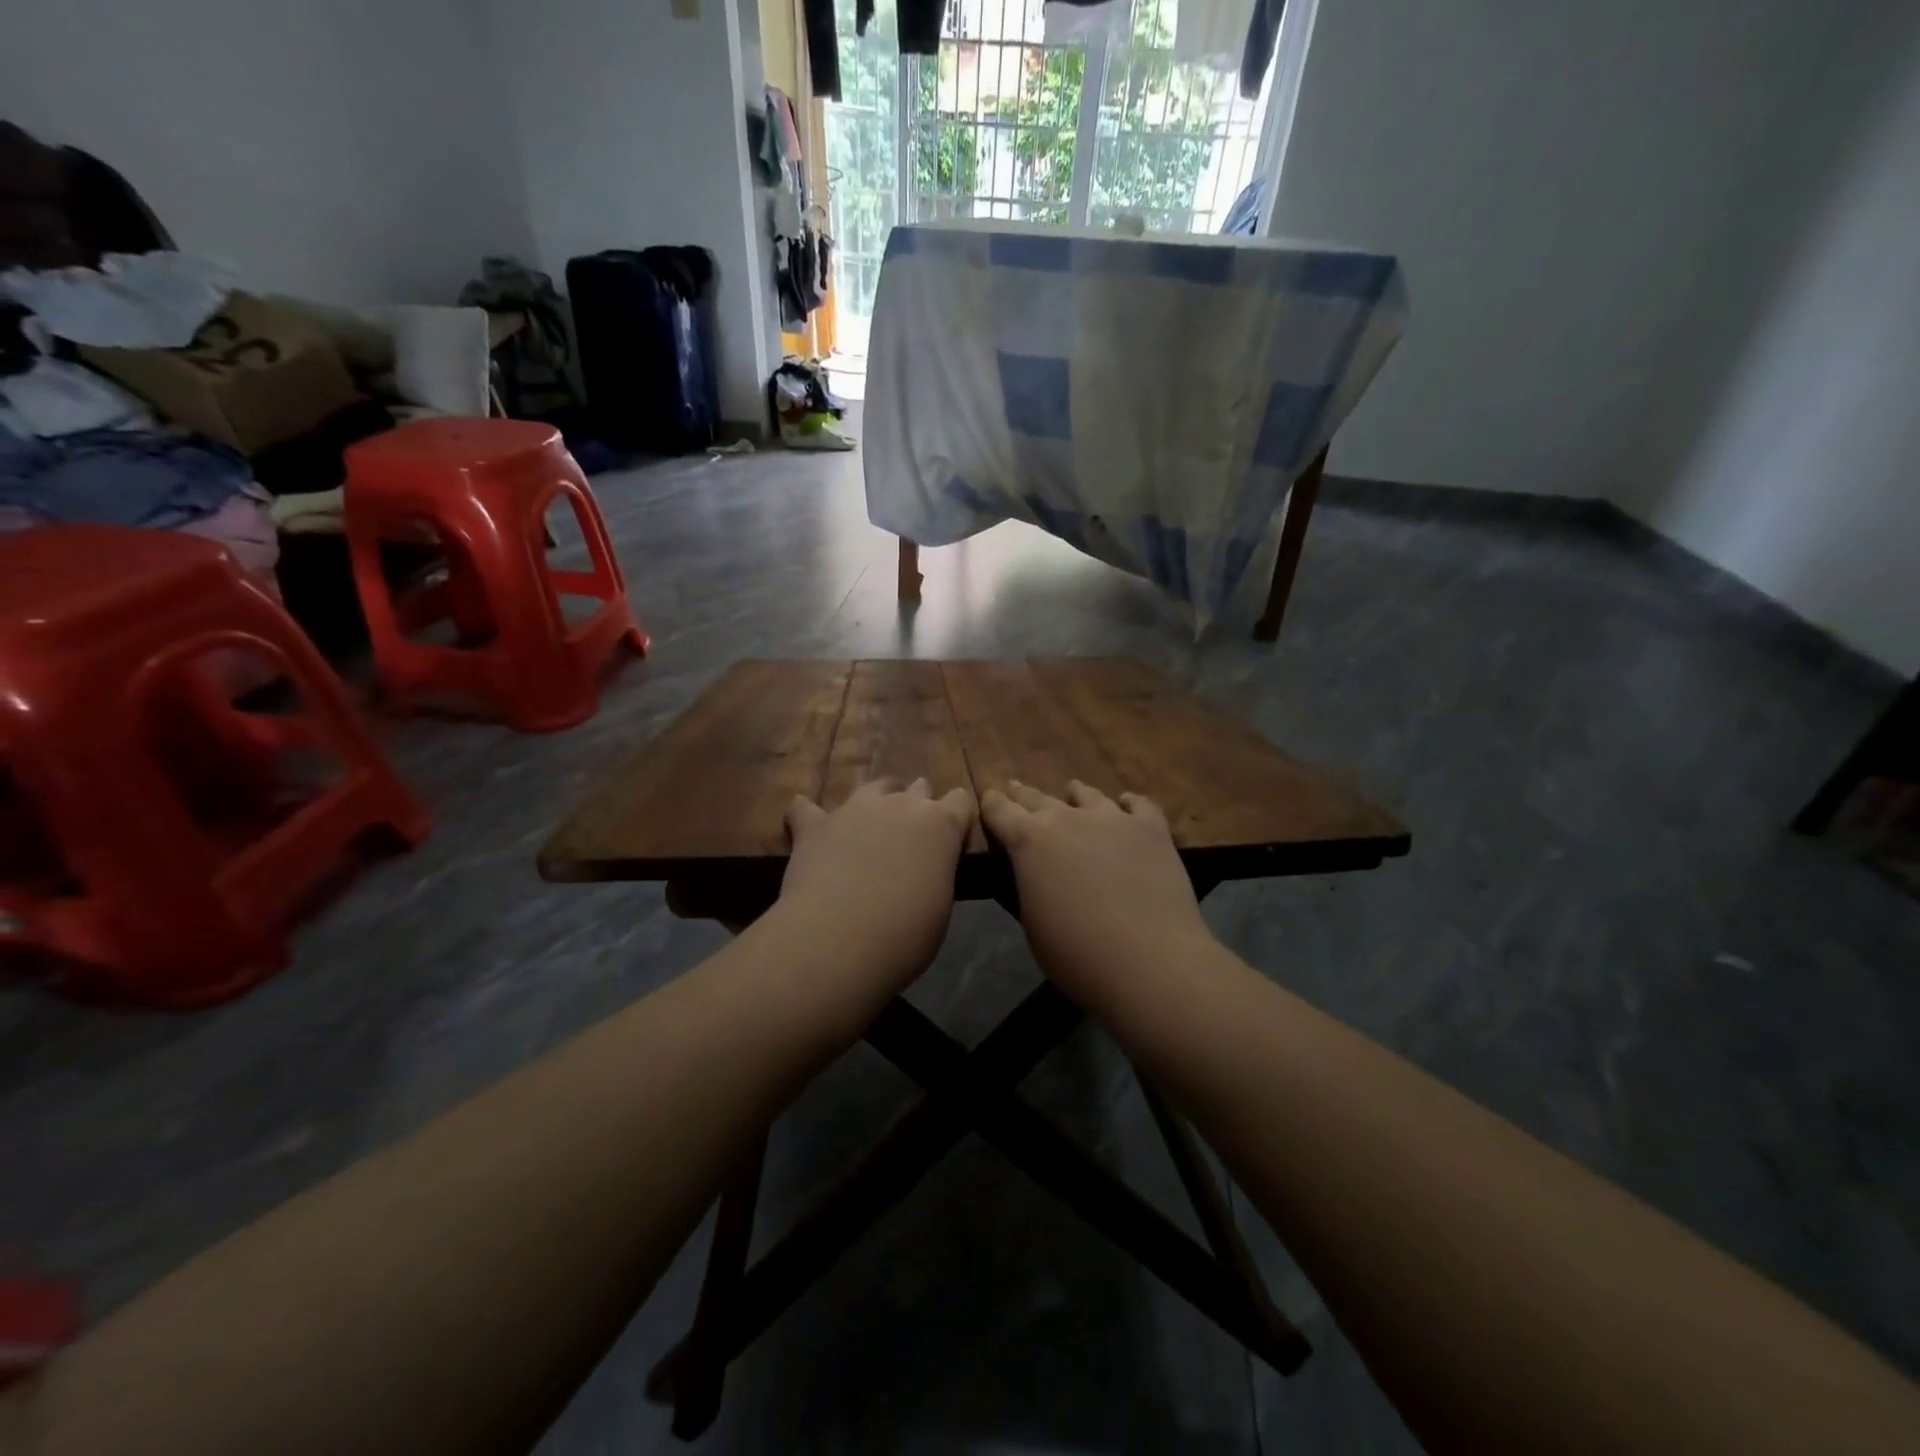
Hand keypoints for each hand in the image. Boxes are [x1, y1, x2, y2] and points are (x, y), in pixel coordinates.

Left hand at [777, 778, 975, 986]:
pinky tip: (804, 822)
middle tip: (910, 838)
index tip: (951, 838)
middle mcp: (901, 804)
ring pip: (872, 786)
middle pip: (918, 788)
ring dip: (875, 801)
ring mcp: (855, 808)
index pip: (960, 801)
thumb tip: (923, 872)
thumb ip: (935, 873)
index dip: (957, 817)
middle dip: (917, 805)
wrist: (839, 939)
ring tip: (869, 825)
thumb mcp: (940, 905)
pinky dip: (808, 815)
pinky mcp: (815, 824)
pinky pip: (806, 808)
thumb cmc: (905, 934)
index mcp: (941, 825)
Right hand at [980, 780, 1212, 1004]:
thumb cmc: (1076, 954)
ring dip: (1075, 795)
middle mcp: (1067, 818)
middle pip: (1038, 798)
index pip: (999, 810)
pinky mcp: (1151, 828)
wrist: (1149, 962)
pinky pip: (1138, 805)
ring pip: (1088, 796)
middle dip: (1024, 795)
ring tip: (1073, 790)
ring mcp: (1113, 818)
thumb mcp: (1031, 921)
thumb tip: (1034, 870)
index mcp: (1028, 840)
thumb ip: (1028, 883)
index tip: (988, 797)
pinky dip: (1128, 804)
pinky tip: (1126, 804)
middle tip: (1015, 788)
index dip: (991, 803)